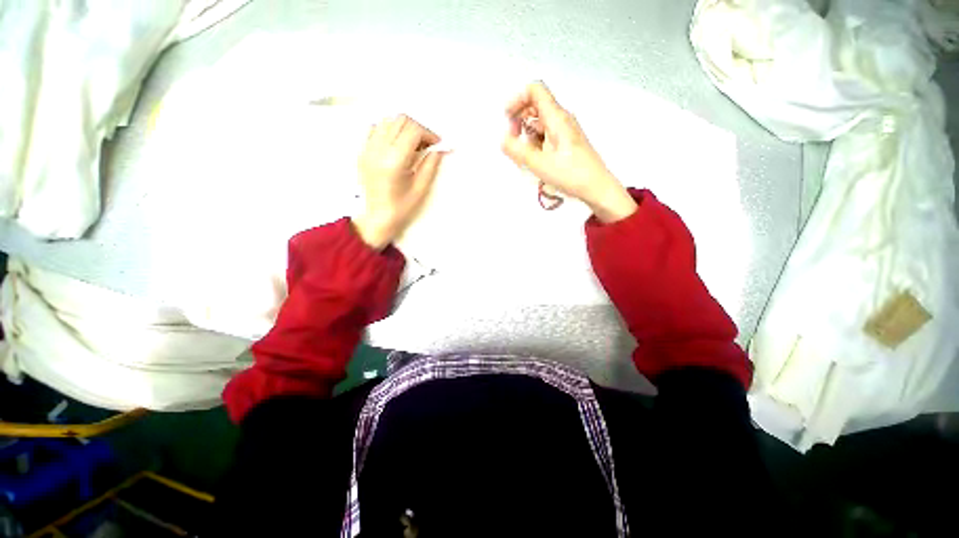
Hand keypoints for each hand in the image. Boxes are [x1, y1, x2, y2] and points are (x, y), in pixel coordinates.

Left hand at [353, 115, 445, 248]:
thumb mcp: (420, 188)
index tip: (437, 144)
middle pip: (400, 120)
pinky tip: (396, 145)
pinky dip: (389, 131)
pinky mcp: (362, 151)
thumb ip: (430, 165)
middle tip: (426, 144)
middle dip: (418, 129)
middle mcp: (378, 150)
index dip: (429, 134)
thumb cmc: (401, 207)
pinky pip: (375, 129)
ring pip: (387, 121)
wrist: (376, 217)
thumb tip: (439, 149)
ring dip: (403, 128)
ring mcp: (368, 149)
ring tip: (412, 145)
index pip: (413, 131)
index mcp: (394, 161)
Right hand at [502, 82, 636, 222]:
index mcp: (556, 117)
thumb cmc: (570, 174)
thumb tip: (502, 139)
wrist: (596, 187)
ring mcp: (565, 131)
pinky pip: (546, 135)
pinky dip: (535, 143)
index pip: (535, 90)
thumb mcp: (540, 164)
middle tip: (514, 141)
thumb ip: (518, 151)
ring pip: (539, 122)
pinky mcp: (566, 142)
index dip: (517, 99)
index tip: (508, 119)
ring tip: (525, 156)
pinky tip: (535, 160)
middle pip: (535, 106)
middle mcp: (561, 119)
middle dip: (519, 120)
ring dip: (526, 134)